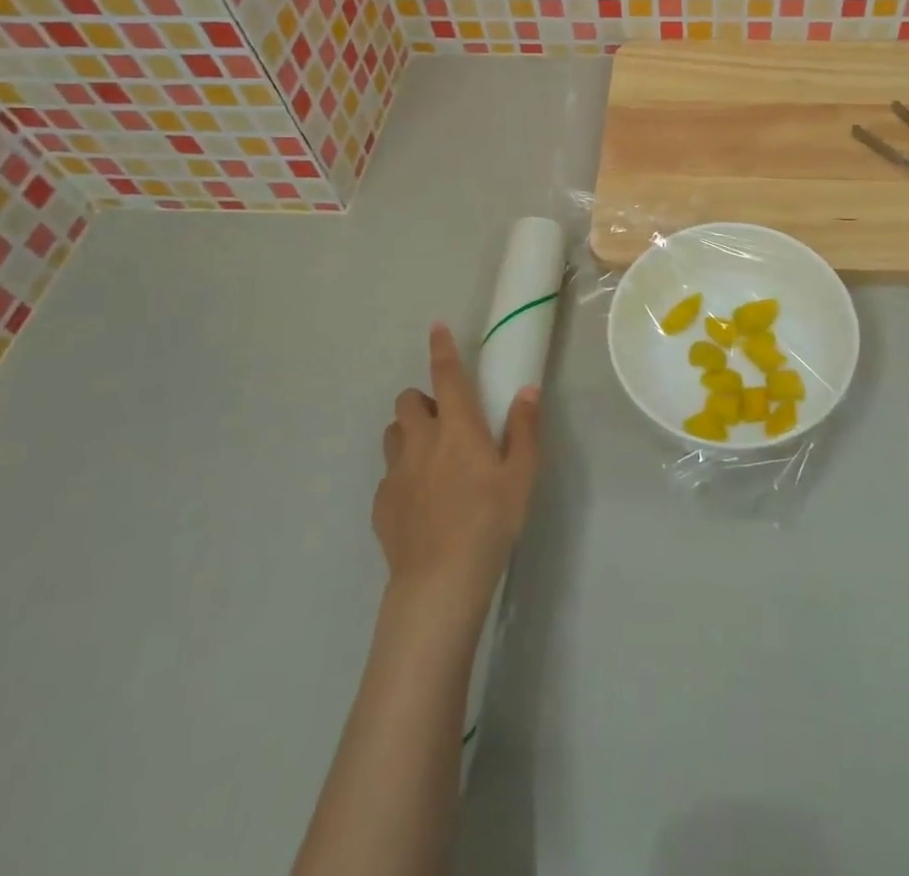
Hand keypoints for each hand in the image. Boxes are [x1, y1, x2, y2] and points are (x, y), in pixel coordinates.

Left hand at [373, 324, 541, 609]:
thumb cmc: (490, 521)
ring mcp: (396, 472)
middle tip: (445, 421)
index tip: (435, 328)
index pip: (446, 375)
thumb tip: (526, 390)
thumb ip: (523, 428)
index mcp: (457, 427)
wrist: (440, 580)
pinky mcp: (381, 503)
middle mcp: (421, 440)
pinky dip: (402, 474)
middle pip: (407, 401)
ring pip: (392, 433)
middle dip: (422, 400)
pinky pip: (388, 475)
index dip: (441, 349)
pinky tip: (421, 501)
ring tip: (430, 456)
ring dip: (408, 433)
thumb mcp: (521, 475)